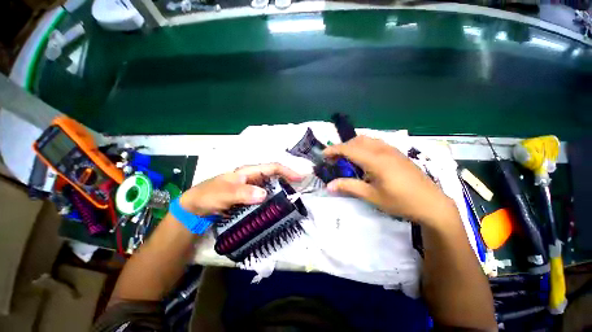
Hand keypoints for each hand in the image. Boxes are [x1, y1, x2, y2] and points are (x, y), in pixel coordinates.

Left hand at [179, 163, 302, 215]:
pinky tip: (278, 208)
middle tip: (300, 191)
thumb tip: (264, 194)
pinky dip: (274, 200)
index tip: (300, 178)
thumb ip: (242, 193)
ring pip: (271, 187)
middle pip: (275, 176)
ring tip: (293, 200)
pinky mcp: (250, 198)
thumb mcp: (223, 193)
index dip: (287, 171)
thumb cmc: (208, 195)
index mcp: (249, 172)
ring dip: (283, 191)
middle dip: (289, 181)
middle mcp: (253, 178)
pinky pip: (266, 197)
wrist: (196, 208)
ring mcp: (252, 188)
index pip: (272, 167)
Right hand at [324, 136, 457, 227]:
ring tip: (347, 158)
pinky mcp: (397, 153)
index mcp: (376, 160)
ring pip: (367, 139)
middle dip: (342, 147)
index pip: (349, 149)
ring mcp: (392, 150)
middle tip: (335, 159)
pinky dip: (364, 146)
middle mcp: (383, 150)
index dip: (334, 150)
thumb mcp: (372, 196)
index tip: (323, 154)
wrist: (432, 204)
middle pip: (357, 140)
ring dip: (353, 145)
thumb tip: (329, 185)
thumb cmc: (401, 202)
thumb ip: (349, 187)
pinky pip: (376, 143)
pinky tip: (364, 159)